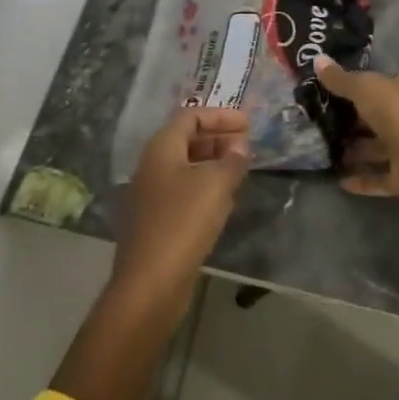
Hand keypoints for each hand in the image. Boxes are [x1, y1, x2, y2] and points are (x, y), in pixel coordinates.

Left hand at [113, 107, 250, 292]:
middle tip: (247, 145)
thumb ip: (232, 160)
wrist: (150, 283)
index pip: (191, 116)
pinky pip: (184, 191)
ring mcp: (151, 194)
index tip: (248, 123)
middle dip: (218, 138)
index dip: (220, 115)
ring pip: (186, 166)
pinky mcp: (156, 221)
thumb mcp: (216, 185)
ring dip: (213, 163)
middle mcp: (152, 165)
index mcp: (161, 148)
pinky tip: (224, 200)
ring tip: (241, 169)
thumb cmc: (183, 222)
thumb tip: (240, 145)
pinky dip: (205, 186)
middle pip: (187, 139)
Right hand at [314, 56, 398, 197]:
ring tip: (330, 151)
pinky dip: (363, 179)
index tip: (350, 86)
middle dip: (361, 120)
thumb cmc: (395, 110)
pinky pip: (382, 176)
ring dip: (360, 152)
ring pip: (384, 148)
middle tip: (330, 120)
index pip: (396, 79)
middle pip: (386, 115)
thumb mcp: (363, 87)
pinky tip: (340, 181)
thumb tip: (317, 59)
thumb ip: (341, 78)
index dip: (376, 81)